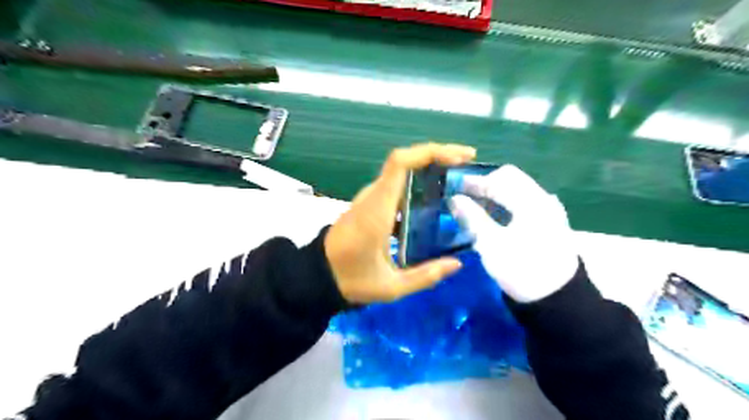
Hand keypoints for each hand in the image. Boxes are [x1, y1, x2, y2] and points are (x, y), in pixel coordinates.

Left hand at [325, 143, 475, 303]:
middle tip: (466, 166)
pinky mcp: (369, 204)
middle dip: (437, 157)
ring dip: (428, 169)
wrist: (318, 274)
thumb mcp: (391, 287)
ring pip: (400, 173)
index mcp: (377, 210)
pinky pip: (395, 186)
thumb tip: (456, 264)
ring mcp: (369, 199)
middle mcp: (372, 197)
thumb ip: (425, 277)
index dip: (429, 152)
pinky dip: (417, 184)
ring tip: (456, 179)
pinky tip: (433, 200)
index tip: (459, 157)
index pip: (399, 164)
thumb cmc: (351, 280)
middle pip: (404, 162)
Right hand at [450, 166, 577, 303]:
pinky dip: (505, 203)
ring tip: (474, 205)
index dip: (474, 181)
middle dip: (485, 184)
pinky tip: (493, 216)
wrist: (558, 300)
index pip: (499, 179)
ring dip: (495, 193)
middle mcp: (543, 199)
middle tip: (464, 196)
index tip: (453, 187)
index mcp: (531, 202)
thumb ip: (472, 218)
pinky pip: (523, 202)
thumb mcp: (491, 245)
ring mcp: (548, 210)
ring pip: (517, 190)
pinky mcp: (549, 222)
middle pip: (511, 179)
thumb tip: (454, 199)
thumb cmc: (522, 270)